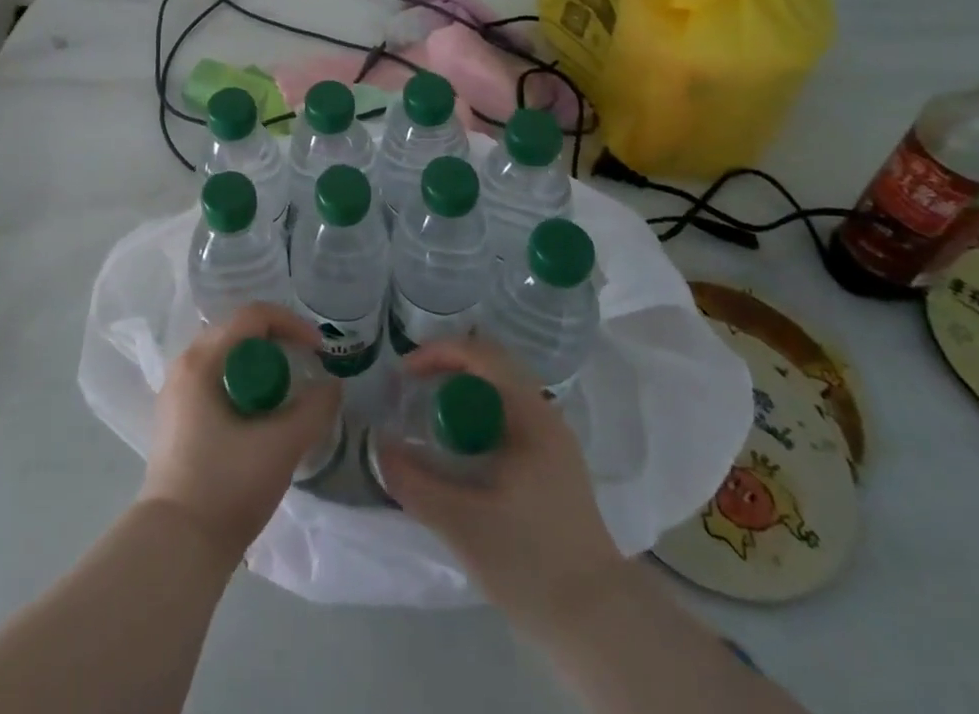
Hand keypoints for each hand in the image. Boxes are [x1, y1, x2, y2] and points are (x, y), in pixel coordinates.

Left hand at [139, 303, 342, 563]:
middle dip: (276, 342)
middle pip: (237, 332)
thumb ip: (313, 410)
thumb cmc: (227, 486)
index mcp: (202, 360)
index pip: (252, 317)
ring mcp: (176, 392)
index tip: (320, 350)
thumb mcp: (281, 446)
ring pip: (226, 358)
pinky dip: (243, 384)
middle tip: (306, 366)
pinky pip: (215, 380)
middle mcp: (183, 365)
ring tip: (287, 392)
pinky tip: (260, 415)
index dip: (291, 324)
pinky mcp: (176, 418)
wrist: (177, 547)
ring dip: (260, 366)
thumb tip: (331, 387)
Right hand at [379, 336, 622, 628]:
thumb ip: (413, 481)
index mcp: (530, 415)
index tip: (404, 374)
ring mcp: (554, 443)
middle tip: (411, 392)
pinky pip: (508, 420)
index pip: (481, 354)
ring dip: (461, 396)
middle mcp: (546, 416)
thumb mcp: (461, 523)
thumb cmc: (531, 562)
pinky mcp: (554, 468)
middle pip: (491, 367)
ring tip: (429, 421)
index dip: (438, 353)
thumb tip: (378, 446)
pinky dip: (477, 419)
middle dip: (446, 371)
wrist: (600, 626)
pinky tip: (459, 454)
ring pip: (500, 395)